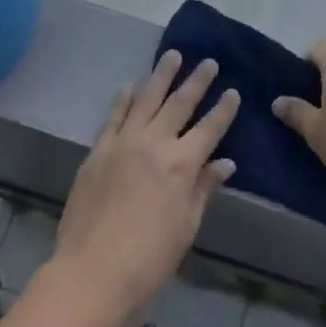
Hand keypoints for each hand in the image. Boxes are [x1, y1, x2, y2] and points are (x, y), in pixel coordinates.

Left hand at [46, 51, 239, 326]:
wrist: (92, 271)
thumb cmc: (150, 258)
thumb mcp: (186, 226)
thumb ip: (204, 188)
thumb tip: (225, 163)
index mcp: (182, 165)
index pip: (209, 128)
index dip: (223, 109)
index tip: (233, 91)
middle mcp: (153, 144)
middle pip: (179, 104)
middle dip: (196, 81)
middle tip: (207, 61)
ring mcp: (122, 144)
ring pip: (145, 100)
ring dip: (160, 76)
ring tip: (172, 55)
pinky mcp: (97, 151)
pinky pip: (113, 117)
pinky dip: (123, 99)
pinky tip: (130, 85)